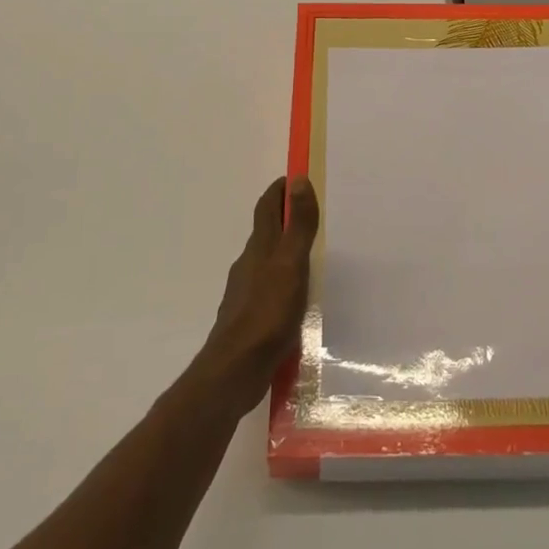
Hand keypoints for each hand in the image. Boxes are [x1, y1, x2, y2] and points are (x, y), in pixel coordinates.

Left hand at [195, 176, 318, 413]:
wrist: (235, 370)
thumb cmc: (266, 313)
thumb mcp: (290, 265)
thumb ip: (298, 225)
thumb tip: (298, 179)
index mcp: (260, 247)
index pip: (266, 207)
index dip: (279, 190)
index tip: (296, 178)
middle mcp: (249, 264)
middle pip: (266, 232)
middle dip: (285, 218)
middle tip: (313, 214)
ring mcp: (247, 292)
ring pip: (267, 261)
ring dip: (284, 251)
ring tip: (311, 255)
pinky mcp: (250, 318)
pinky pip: (268, 289)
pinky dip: (283, 281)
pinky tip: (297, 297)